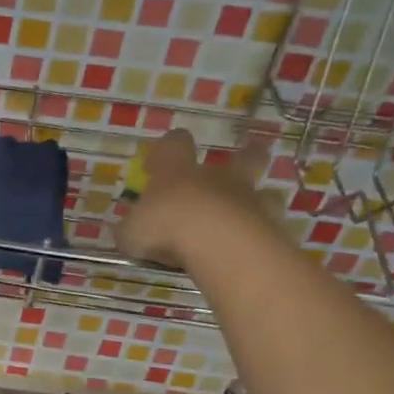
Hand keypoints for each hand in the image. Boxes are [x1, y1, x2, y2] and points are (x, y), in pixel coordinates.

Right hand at [116, 129, 271, 268]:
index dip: (167, 148)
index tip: (156, 165)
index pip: (175, 144)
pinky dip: (261, 234)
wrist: (217, 241)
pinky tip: (251, 250)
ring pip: (262, 191)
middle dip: (245, 155)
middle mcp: (216, 178)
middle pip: (242, 156)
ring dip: (254, 200)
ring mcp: (247, 199)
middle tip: (245, 156)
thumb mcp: (132, 233)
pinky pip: (268, 225)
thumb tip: (126, 231)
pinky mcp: (267, 225)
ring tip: (245, 218)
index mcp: (178, 172)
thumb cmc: (165, 227)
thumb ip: (131, 230)